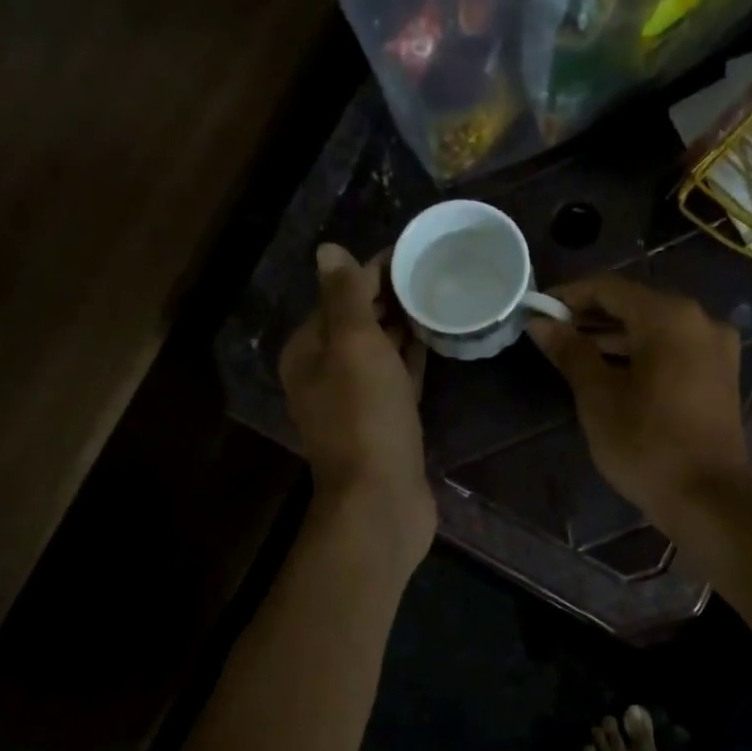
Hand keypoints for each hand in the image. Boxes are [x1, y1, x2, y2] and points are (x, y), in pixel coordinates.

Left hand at [280, 243, 435, 571]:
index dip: (374, 271)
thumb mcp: (353, 346)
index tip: (415, 251)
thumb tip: (328, 250)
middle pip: (359, 322)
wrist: (380, 500)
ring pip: (380, 351)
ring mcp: (357, 401)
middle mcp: (326, 373)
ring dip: (404, 325)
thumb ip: (345, 297)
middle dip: (392, 296)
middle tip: (437, 271)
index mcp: (308, 351)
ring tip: (443, 296)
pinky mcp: (386, 422)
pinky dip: (412, 357)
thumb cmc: (366, 417)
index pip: (339, 296)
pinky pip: (398, 378)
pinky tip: (436, 339)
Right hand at [527, 274, 751, 528]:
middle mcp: (699, 320)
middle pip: (635, 304)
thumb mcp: (599, 398)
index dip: (569, 296)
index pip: (609, 288)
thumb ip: (570, 352)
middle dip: (591, 316)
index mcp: (670, 318)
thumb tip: (540, 323)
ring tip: (572, 352)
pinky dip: (640, 352)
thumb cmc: (646, 447)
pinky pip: (673, 347)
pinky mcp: (720, 373)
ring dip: (614, 336)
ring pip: (655, 327)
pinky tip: (610, 370)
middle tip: (551, 333)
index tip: (537, 310)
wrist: (707, 500)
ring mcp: (715, 347)